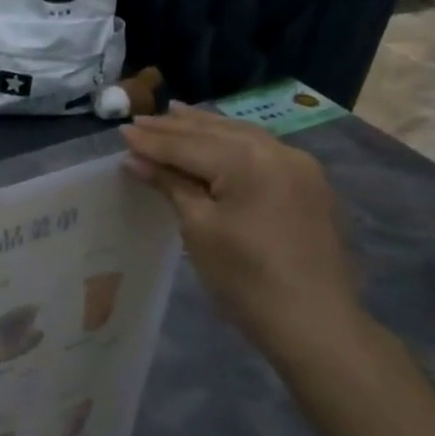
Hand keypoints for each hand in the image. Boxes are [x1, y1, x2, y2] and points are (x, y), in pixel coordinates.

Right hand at [120, 106, 361, 360]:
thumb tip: (135, 159)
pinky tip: (217, 140)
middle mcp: (278, 152)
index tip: (122, 131)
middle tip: (141, 119)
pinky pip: (261, 151)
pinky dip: (231, 143)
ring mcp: (299, 167)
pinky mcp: (308, 185)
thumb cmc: (245, 277)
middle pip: (216, 132)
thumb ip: (170, 185)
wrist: (312, 321)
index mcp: (248, 160)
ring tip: (175, 115)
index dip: (152, 140)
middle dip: (177, 127)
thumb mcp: (199, 228)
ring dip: (205, 128)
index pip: (188, 144)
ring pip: (242, 136)